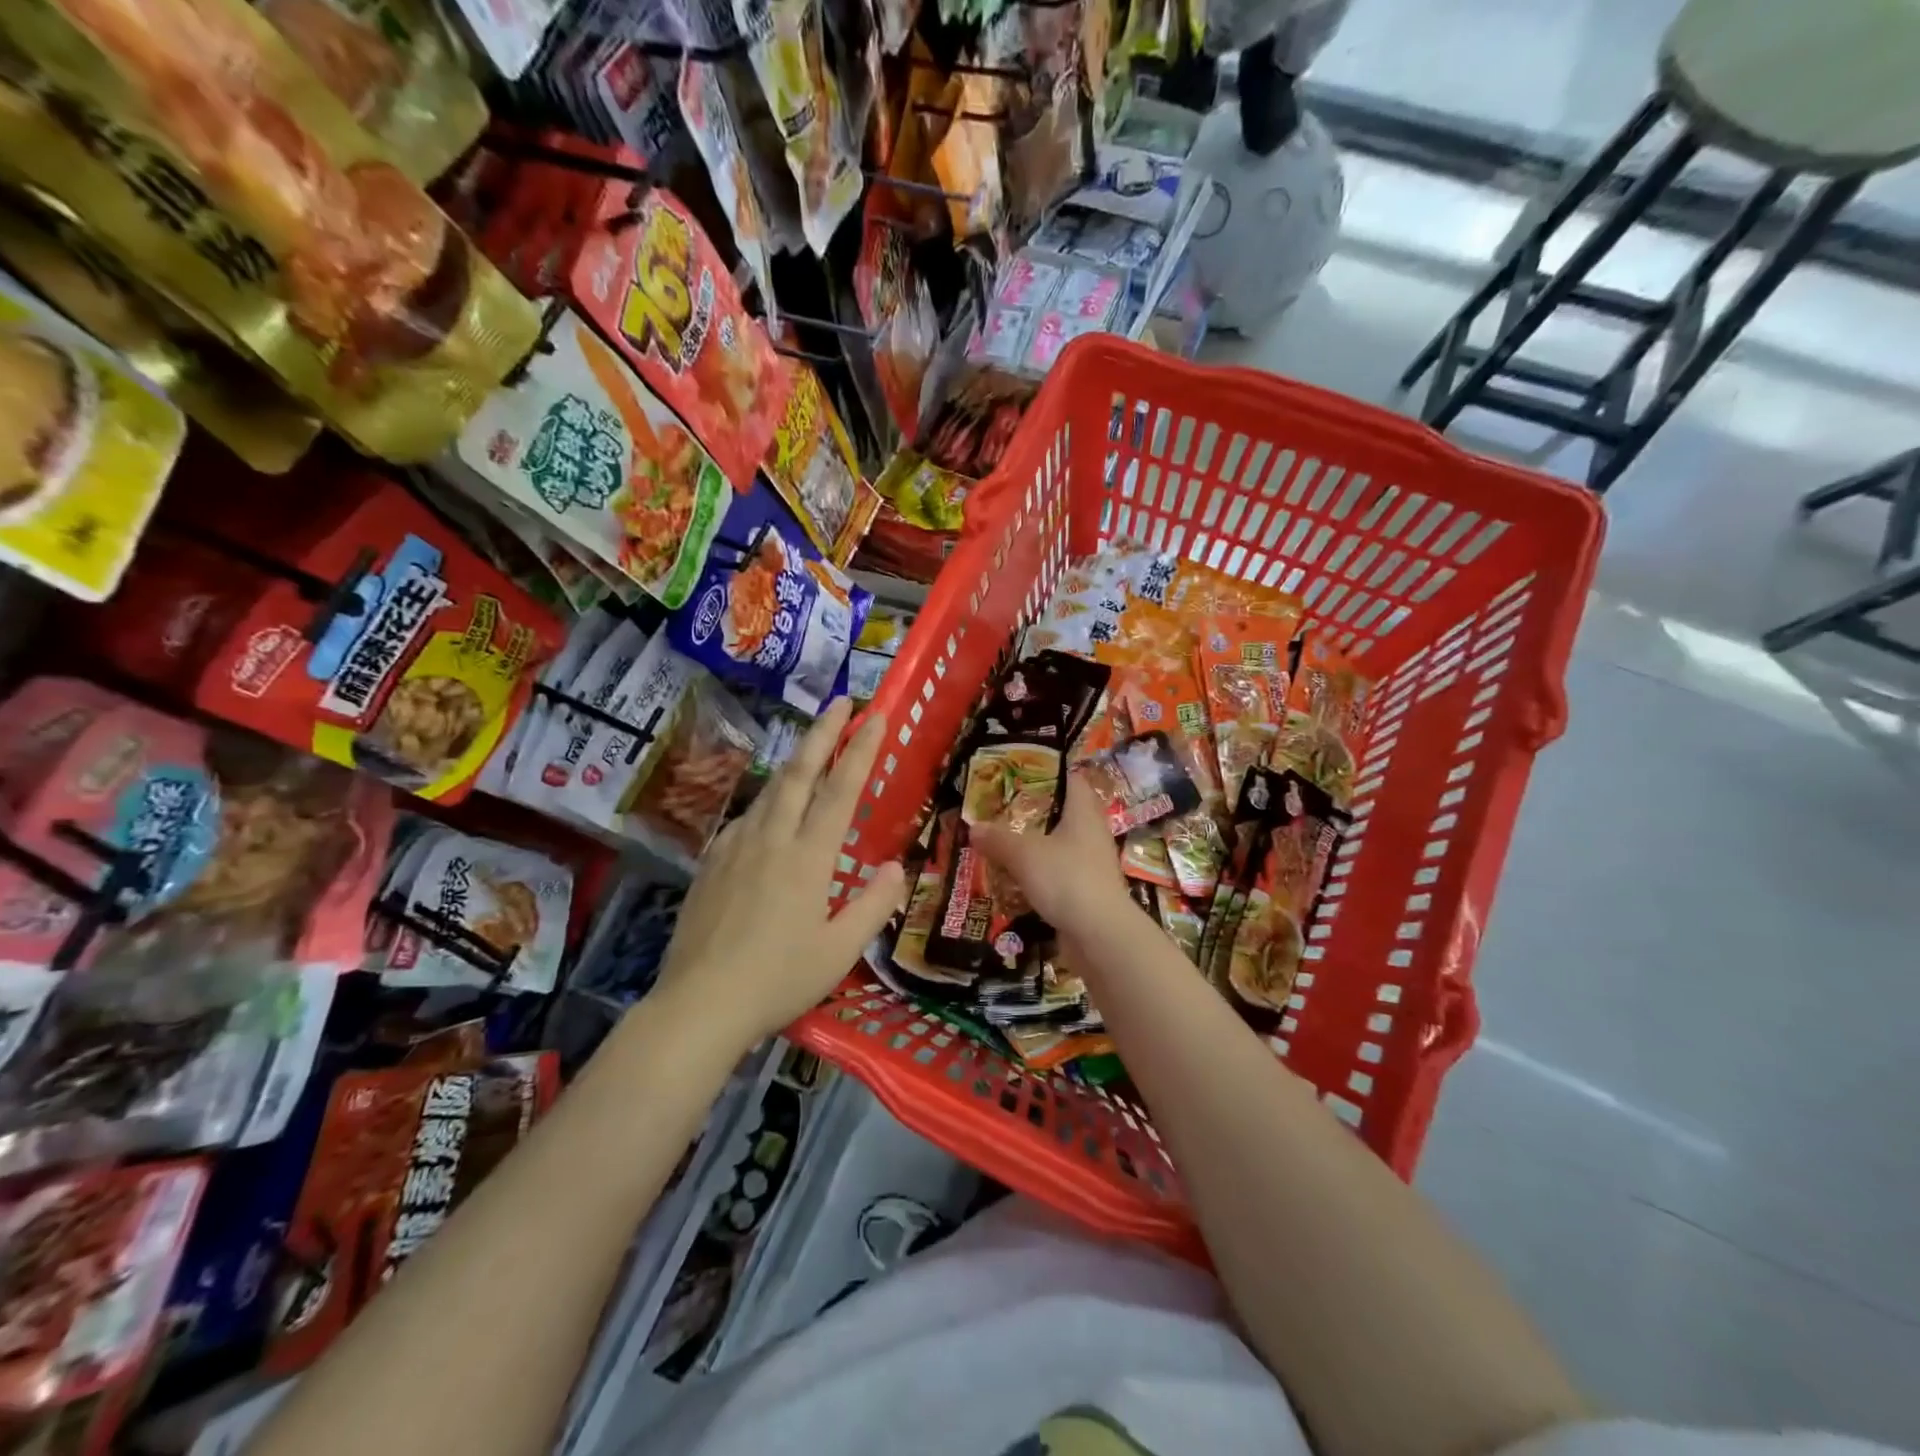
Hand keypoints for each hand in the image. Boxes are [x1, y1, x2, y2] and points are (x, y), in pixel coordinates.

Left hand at [655, 699, 905, 1050]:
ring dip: (795, 763)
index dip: (861, 748)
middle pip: (799, 772)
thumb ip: (873, 904)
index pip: (841, 789)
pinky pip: (746, 819)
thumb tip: (895, 866)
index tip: (876, 715)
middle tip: (841, 702)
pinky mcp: (711, 863)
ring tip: (812, 752)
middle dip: (823, 732)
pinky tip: (770, 816)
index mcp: (808, 857)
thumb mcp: (840, 950)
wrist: (700, 1004)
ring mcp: (736, 847)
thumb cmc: (779, 979)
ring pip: (769, 791)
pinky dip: (768, 803)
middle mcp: (771, 839)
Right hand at [970, 772, 1131, 933]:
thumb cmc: (1066, 879)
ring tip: (1002, 846)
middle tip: (1001, 812)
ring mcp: (1092, 864)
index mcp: (1083, 813)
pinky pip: (1059, 875)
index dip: (1048, 773)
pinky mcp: (1088, 892)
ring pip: (1060, 846)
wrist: (1100, 935)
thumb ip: (998, 838)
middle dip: (1033, 814)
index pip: (1072, 780)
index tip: (1019, 774)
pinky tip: (1016, 881)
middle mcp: (1092, 833)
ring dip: (1035, 847)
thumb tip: (974, 827)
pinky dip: (1040, 875)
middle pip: (1062, 814)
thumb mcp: (1024, 854)